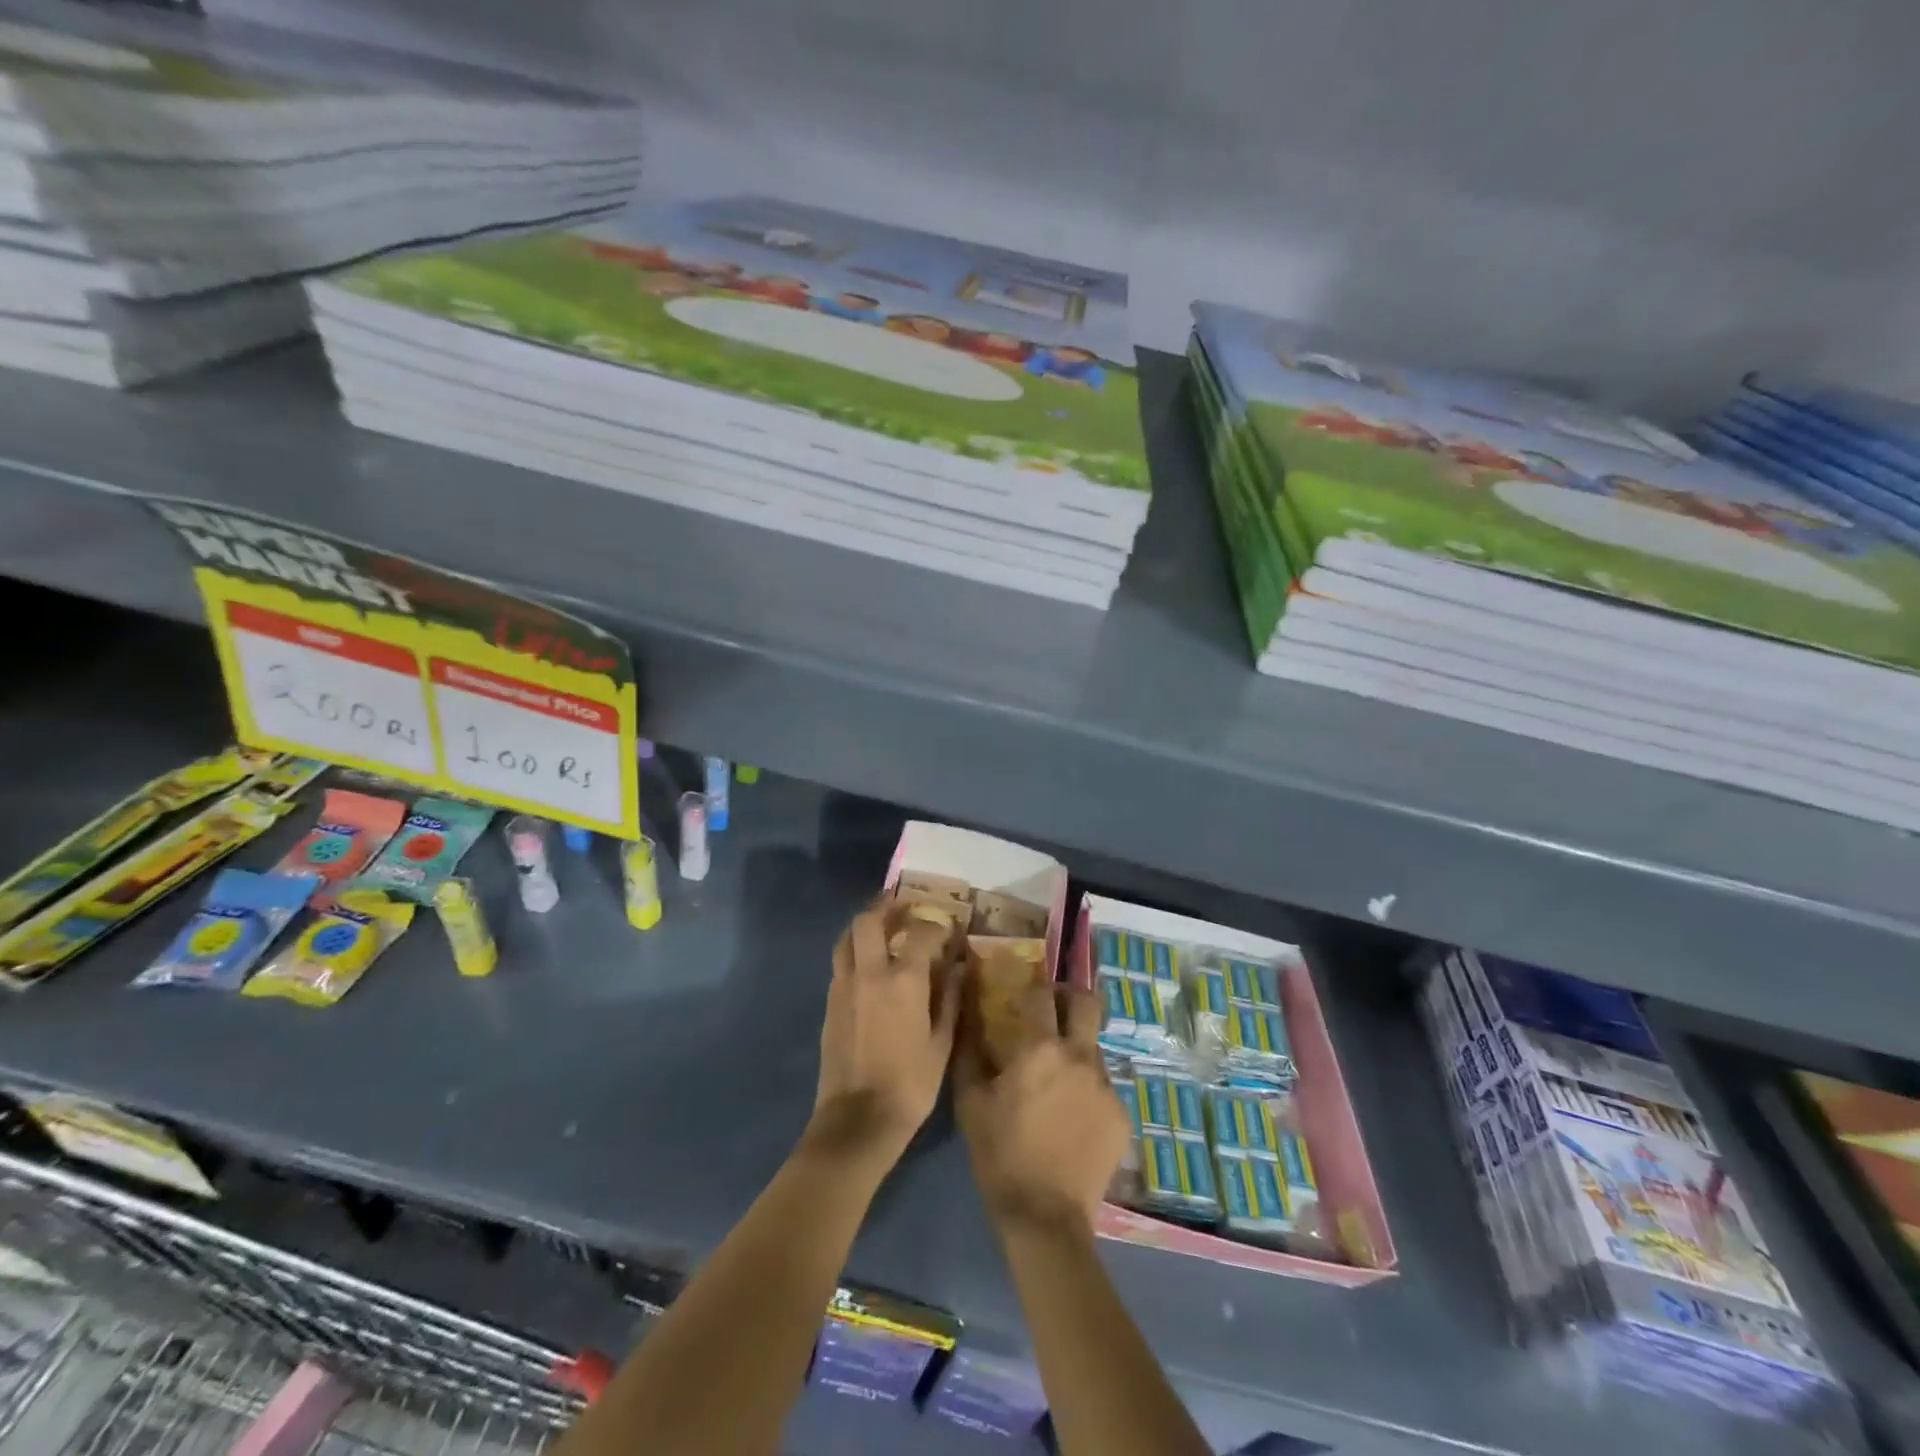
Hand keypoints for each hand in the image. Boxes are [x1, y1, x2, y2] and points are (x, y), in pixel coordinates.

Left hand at [812, 898, 962, 1161]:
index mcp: (903, 980)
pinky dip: (854, 951)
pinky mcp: (830, 1003)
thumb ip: (949, 999)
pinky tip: (869, 965)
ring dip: (864, 925)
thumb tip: (959, 968)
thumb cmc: (910, 1084)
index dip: (937, 925)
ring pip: (846, 938)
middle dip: (886, 906)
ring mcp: (844, 986)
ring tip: (882, 927)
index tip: (949, 928)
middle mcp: (869, 973)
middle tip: (903, 906)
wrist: (857, 1121)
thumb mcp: (942, 1044)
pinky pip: (841, 963)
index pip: (921, 933)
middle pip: (868, 920)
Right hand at [955, 982, 1130, 1235]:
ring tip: (1058, 1079)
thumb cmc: (1001, 1155)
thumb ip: (970, 1051)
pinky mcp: (1121, 1115)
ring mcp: (1106, 1086)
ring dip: (1077, 1050)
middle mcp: (1080, 1057)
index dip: (1033, 984)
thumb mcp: (970, 1102)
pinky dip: (1086, 1089)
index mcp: (1041, 1049)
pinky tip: (1071, 1117)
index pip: (1042, 993)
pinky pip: (1103, 1086)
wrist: (1045, 1219)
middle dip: (1071, 997)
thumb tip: (968, 1014)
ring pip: (1094, 1048)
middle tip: (1053, 1010)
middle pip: (1087, 1003)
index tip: (1024, 989)